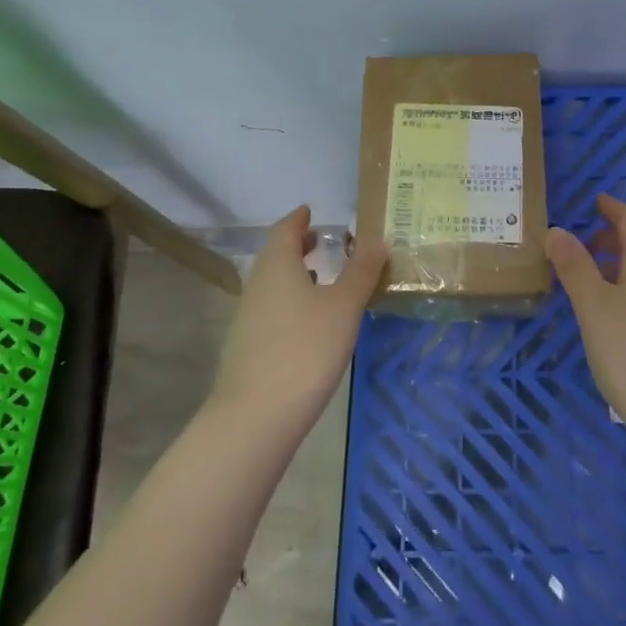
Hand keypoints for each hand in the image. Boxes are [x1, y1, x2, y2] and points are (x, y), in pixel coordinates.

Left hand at [212, 207, 389, 424]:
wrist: (256, 414)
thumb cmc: (305, 349)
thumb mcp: (343, 306)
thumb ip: (361, 271)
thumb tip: (377, 238)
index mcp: (277, 266)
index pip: (284, 230)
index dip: (298, 219)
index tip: (310, 211)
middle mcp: (257, 285)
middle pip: (275, 255)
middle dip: (296, 245)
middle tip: (321, 241)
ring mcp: (248, 317)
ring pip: (272, 283)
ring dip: (293, 274)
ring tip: (319, 277)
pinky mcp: (248, 346)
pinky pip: (271, 307)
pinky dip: (289, 299)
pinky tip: (308, 320)